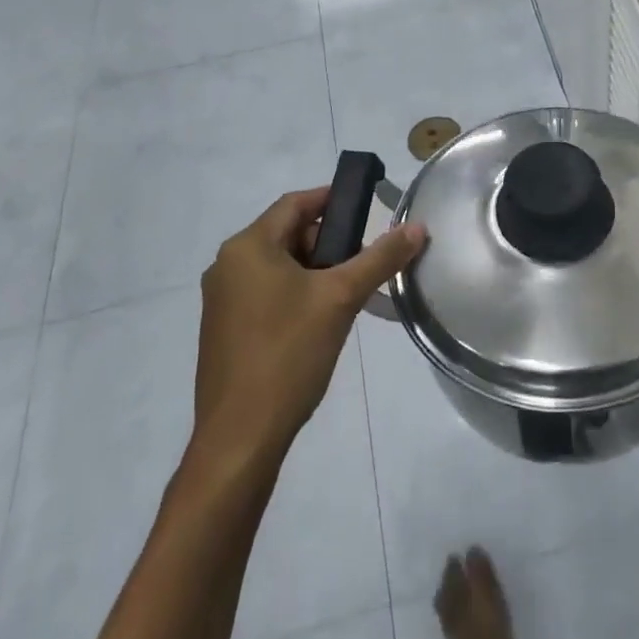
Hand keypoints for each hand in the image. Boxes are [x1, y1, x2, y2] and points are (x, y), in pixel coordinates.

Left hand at [192, 187, 424, 467]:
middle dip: (328, 243)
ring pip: (277, 266)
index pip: (295, 203)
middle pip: (287, 234)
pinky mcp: (223, 330)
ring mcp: (221, 300)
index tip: (367, 209)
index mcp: (247, 246)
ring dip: (314, 271)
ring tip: (349, 294)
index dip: (332, 200)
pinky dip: (294, 294)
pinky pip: (264, 293)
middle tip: (363, 263)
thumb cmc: (288, 354)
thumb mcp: (341, 299)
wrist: (240, 438)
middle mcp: (227, 265)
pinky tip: (319, 322)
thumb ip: (380, 258)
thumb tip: (417, 227)